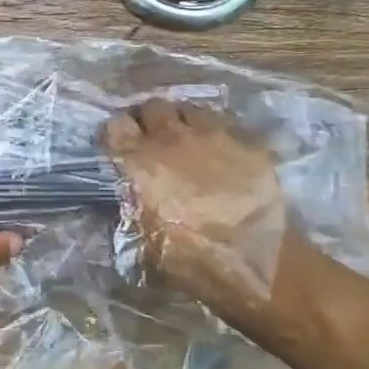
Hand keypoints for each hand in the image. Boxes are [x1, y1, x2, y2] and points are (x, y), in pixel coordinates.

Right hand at [102, 99, 304, 346]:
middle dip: (149, 119)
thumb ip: (123, 214)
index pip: (115, 125)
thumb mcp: (139, 244)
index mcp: (138, 161)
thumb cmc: (188, 258)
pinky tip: (219, 152)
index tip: (119, 146)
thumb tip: (118, 204)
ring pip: (189, 109)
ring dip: (182, 121)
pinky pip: (224, 125)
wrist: (253, 261)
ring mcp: (212, 136)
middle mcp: (171, 138)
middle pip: (153, 107)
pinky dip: (216, 134)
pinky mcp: (245, 143)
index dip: (116, 134)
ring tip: (187, 140)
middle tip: (153, 139)